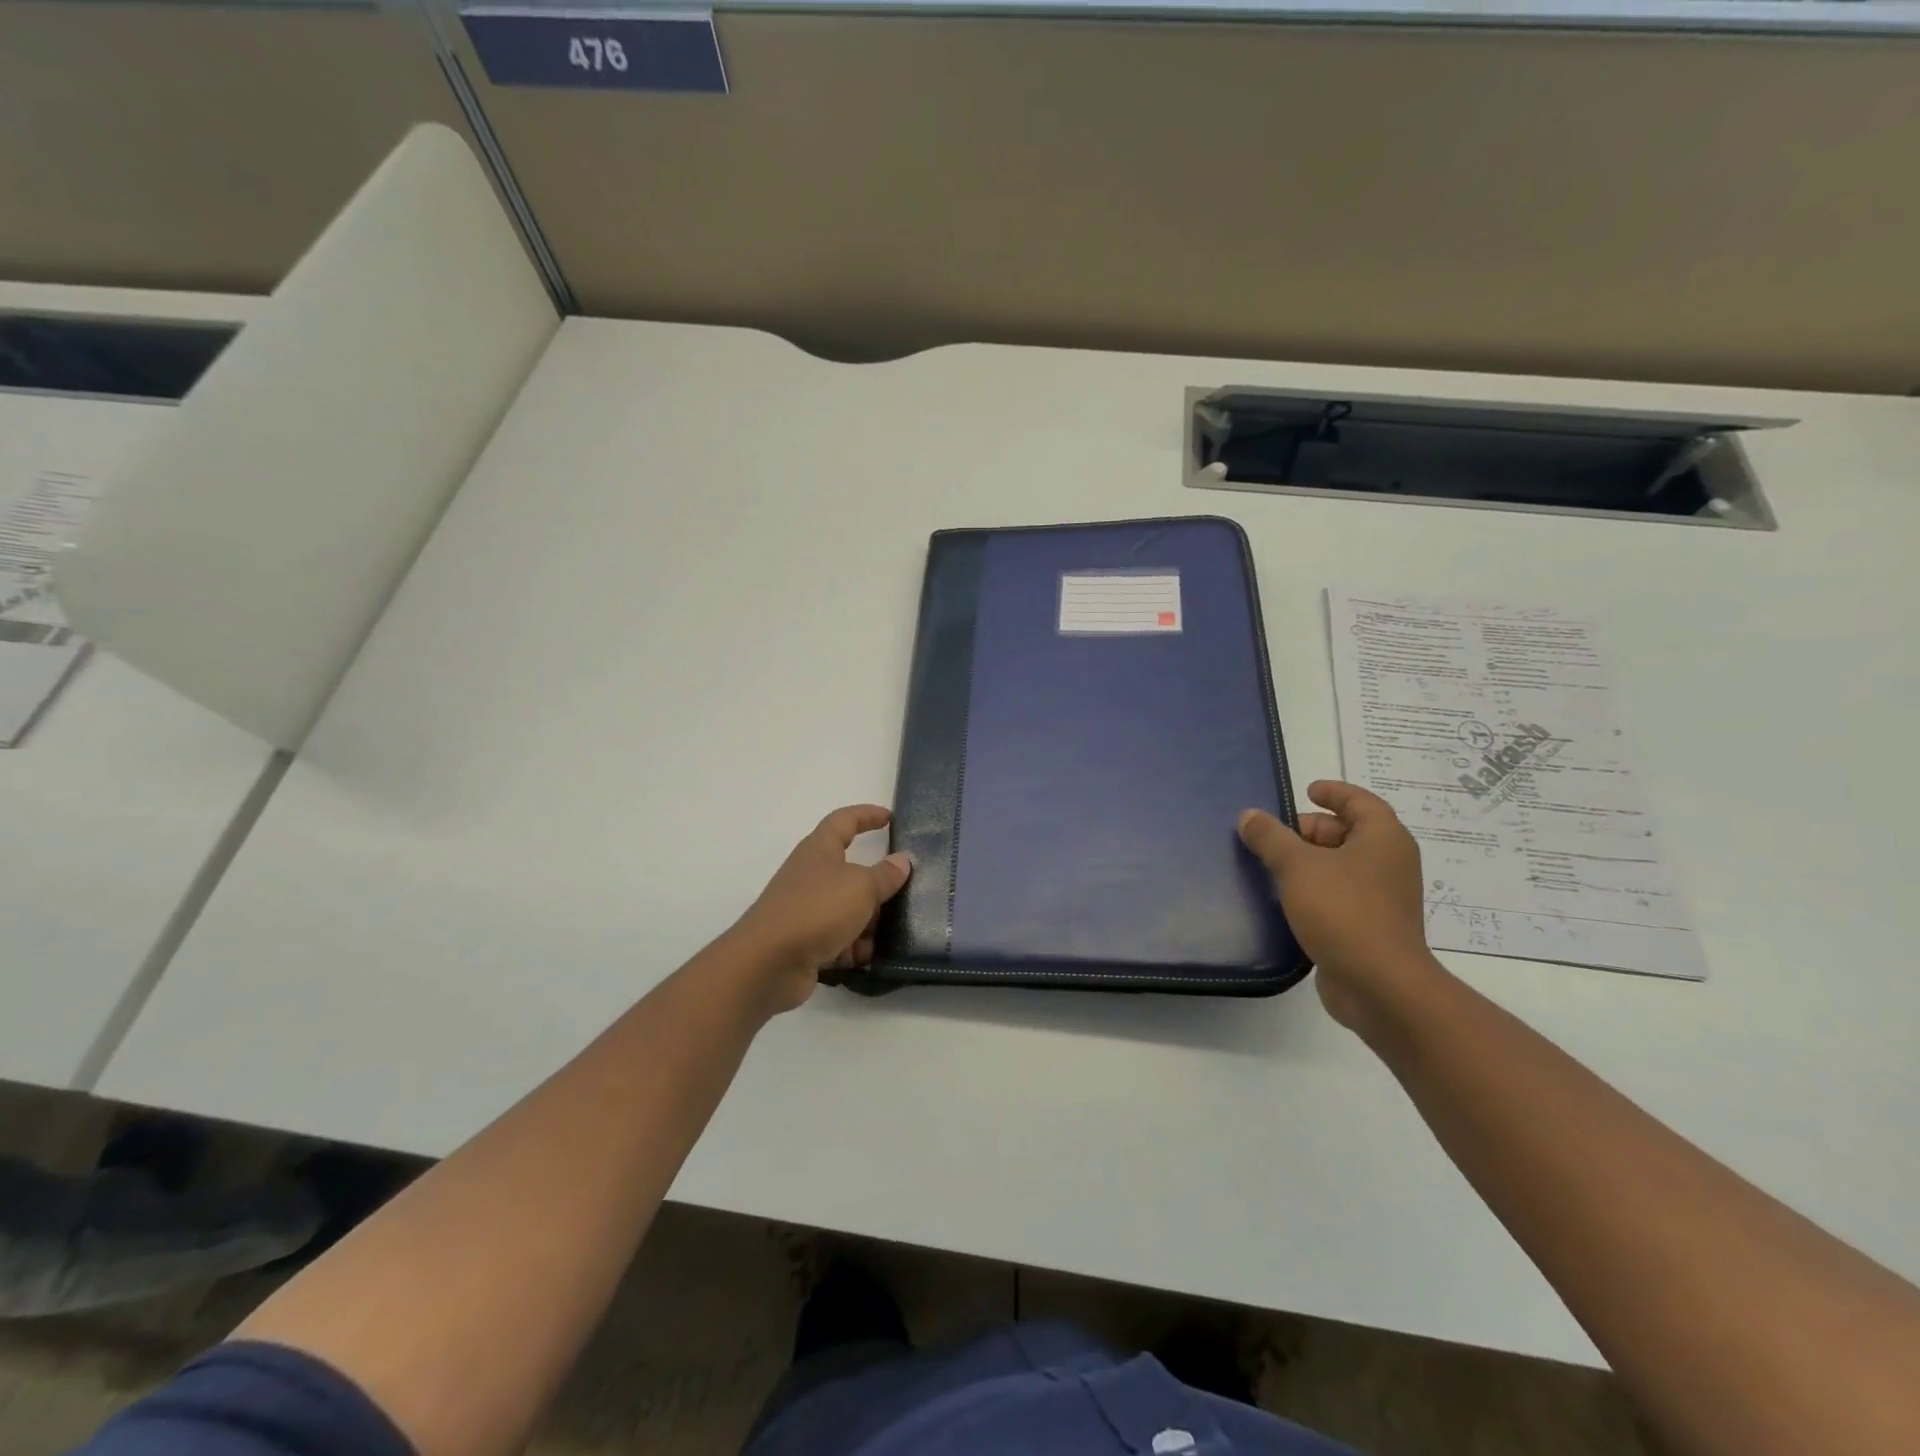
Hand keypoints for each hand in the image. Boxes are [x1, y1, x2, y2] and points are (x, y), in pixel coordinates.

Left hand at [729, 805, 912, 1013]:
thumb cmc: (817, 909)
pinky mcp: (806, 943)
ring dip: (870, 920)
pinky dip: (855, 947)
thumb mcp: (861, 886)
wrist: (768, 964)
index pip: (844, 821)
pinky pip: (839, 940)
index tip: (890, 817)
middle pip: (851, 871)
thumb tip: (902, 860)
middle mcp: (811, 876)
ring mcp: (806, 910)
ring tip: (897, 931)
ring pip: (848, 909)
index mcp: (819, 850)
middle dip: (878, 884)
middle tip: (907, 890)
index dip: (867, 815)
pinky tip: (871, 956)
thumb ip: (885, 874)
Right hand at [1238, 781, 1441, 1031]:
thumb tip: (1249, 816)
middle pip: (1349, 833)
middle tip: (1275, 835)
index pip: (1360, 802)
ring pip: (1342, 866)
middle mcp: (1389, 863)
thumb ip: (1271, 837)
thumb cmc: (1343, 911)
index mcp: (1383, 838)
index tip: (1306, 790)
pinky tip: (1285, 899)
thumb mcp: (1297, 866)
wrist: (1380, 985)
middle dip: (1311, 830)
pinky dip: (1316, 889)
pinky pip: (1341, 895)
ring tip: (1271, 865)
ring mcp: (1383, 897)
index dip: (1334, 792)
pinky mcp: (1371, 927)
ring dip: (1310, 862)